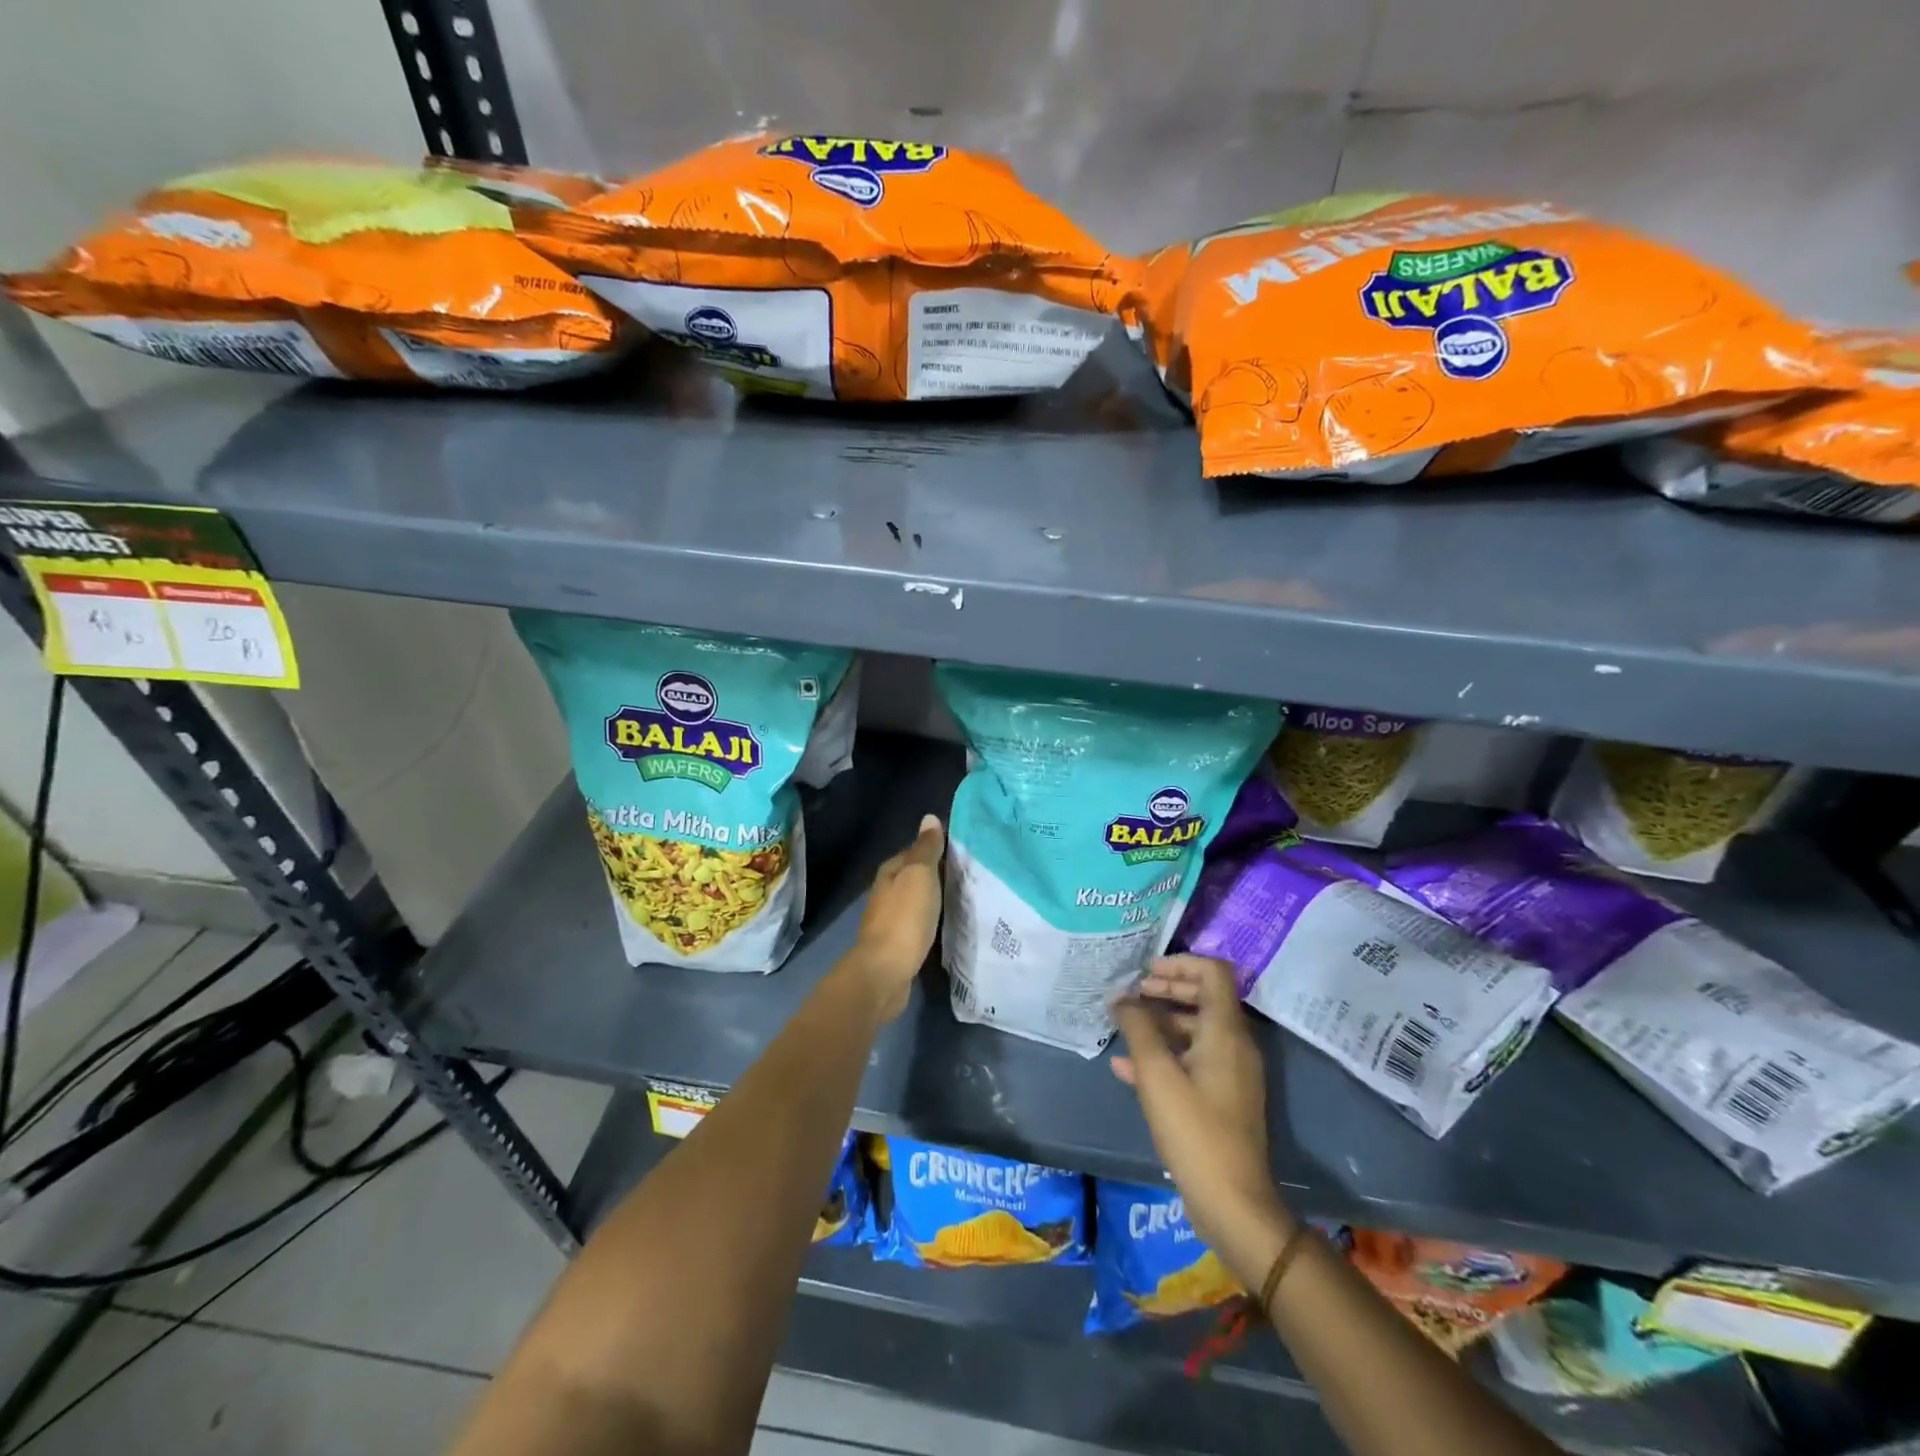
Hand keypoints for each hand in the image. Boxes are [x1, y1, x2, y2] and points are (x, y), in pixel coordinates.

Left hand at [846, 814, 944, 1021]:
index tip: (963, 851)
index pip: (914, 851)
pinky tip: (946, 924)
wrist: (884, 973)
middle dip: (937, 874)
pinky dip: (931, 920)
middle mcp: (886, 892)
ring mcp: (889, 920)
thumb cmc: (904, 919)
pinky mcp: (896, 944)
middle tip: (969, 875)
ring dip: (934, 898)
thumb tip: (929, 817)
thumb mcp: (919, 876)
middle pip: (914, 876)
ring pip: (915, 900)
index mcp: (890, 872)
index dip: (936, 848)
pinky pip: (918, 924)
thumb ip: (926, 849)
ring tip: (963, 898)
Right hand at [1112, 955, 1293, 1287]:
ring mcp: (1231, 1072)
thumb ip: (1137, 1028)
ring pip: (1195, 1029)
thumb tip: (1122, 997)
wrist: (1232, 1203)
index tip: (1146, 972)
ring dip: (1160, 1022)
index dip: (1180, 963)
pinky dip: (1164, 1054)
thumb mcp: (1157, 1074)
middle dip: (1166, 989)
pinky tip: (1126, 1067)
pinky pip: (1192, 1060)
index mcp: (1226, 1031)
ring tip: (1123, 1026)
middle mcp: (1234, 1044)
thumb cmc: (1194, 1130)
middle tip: (1131, 994)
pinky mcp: (1222, 1098)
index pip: (1213, 972)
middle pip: (1204, 997)